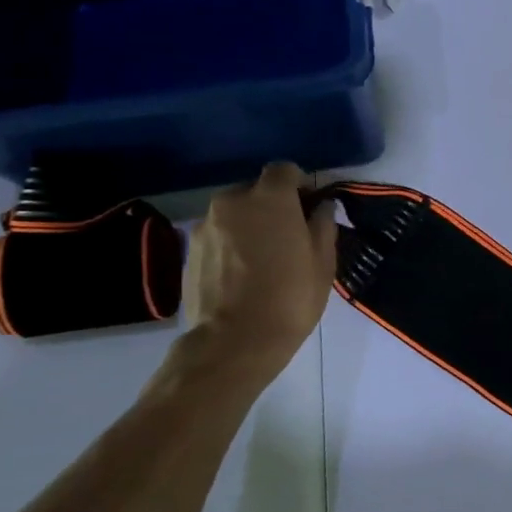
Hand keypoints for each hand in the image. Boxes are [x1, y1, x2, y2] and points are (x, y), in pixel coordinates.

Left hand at [182, 162, 336, 373]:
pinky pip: (218, 235)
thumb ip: (322, 225)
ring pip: (234, 213)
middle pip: (255, 190)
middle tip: (290, 234)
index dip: (300, 184)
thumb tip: (320, 207)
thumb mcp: (323, 261)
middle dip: (273, 204)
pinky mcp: (188, 250)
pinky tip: (243, 272)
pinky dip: (231, 243)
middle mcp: (231, 202)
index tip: (310, 207)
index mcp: (269, 198)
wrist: (234, 341)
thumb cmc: (290, 297)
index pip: (284, 170)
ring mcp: (205, 226)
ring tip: (264, 257)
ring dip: (250, 224)